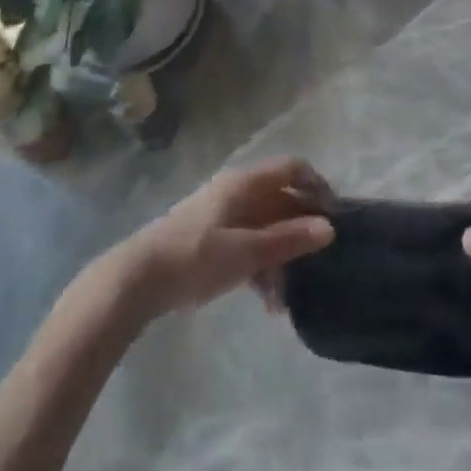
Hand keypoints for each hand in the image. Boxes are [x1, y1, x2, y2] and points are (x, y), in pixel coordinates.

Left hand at [111, 157, 333, 318]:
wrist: (136, 280)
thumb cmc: (195, 258)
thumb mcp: (246, 252)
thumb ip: (288, 239)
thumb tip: (330, 228)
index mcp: (245, 183)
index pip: (293, 169)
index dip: (317, 187)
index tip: (335, 218)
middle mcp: (236, 190)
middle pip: (281, 200)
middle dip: (300, 232)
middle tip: (317, 265)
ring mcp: (222, 214)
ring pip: (265, 226)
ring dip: (280, 257)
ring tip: (286, 300)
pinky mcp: (210, 238)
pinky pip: (248, 243)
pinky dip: (261, 266)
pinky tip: (266, 302)